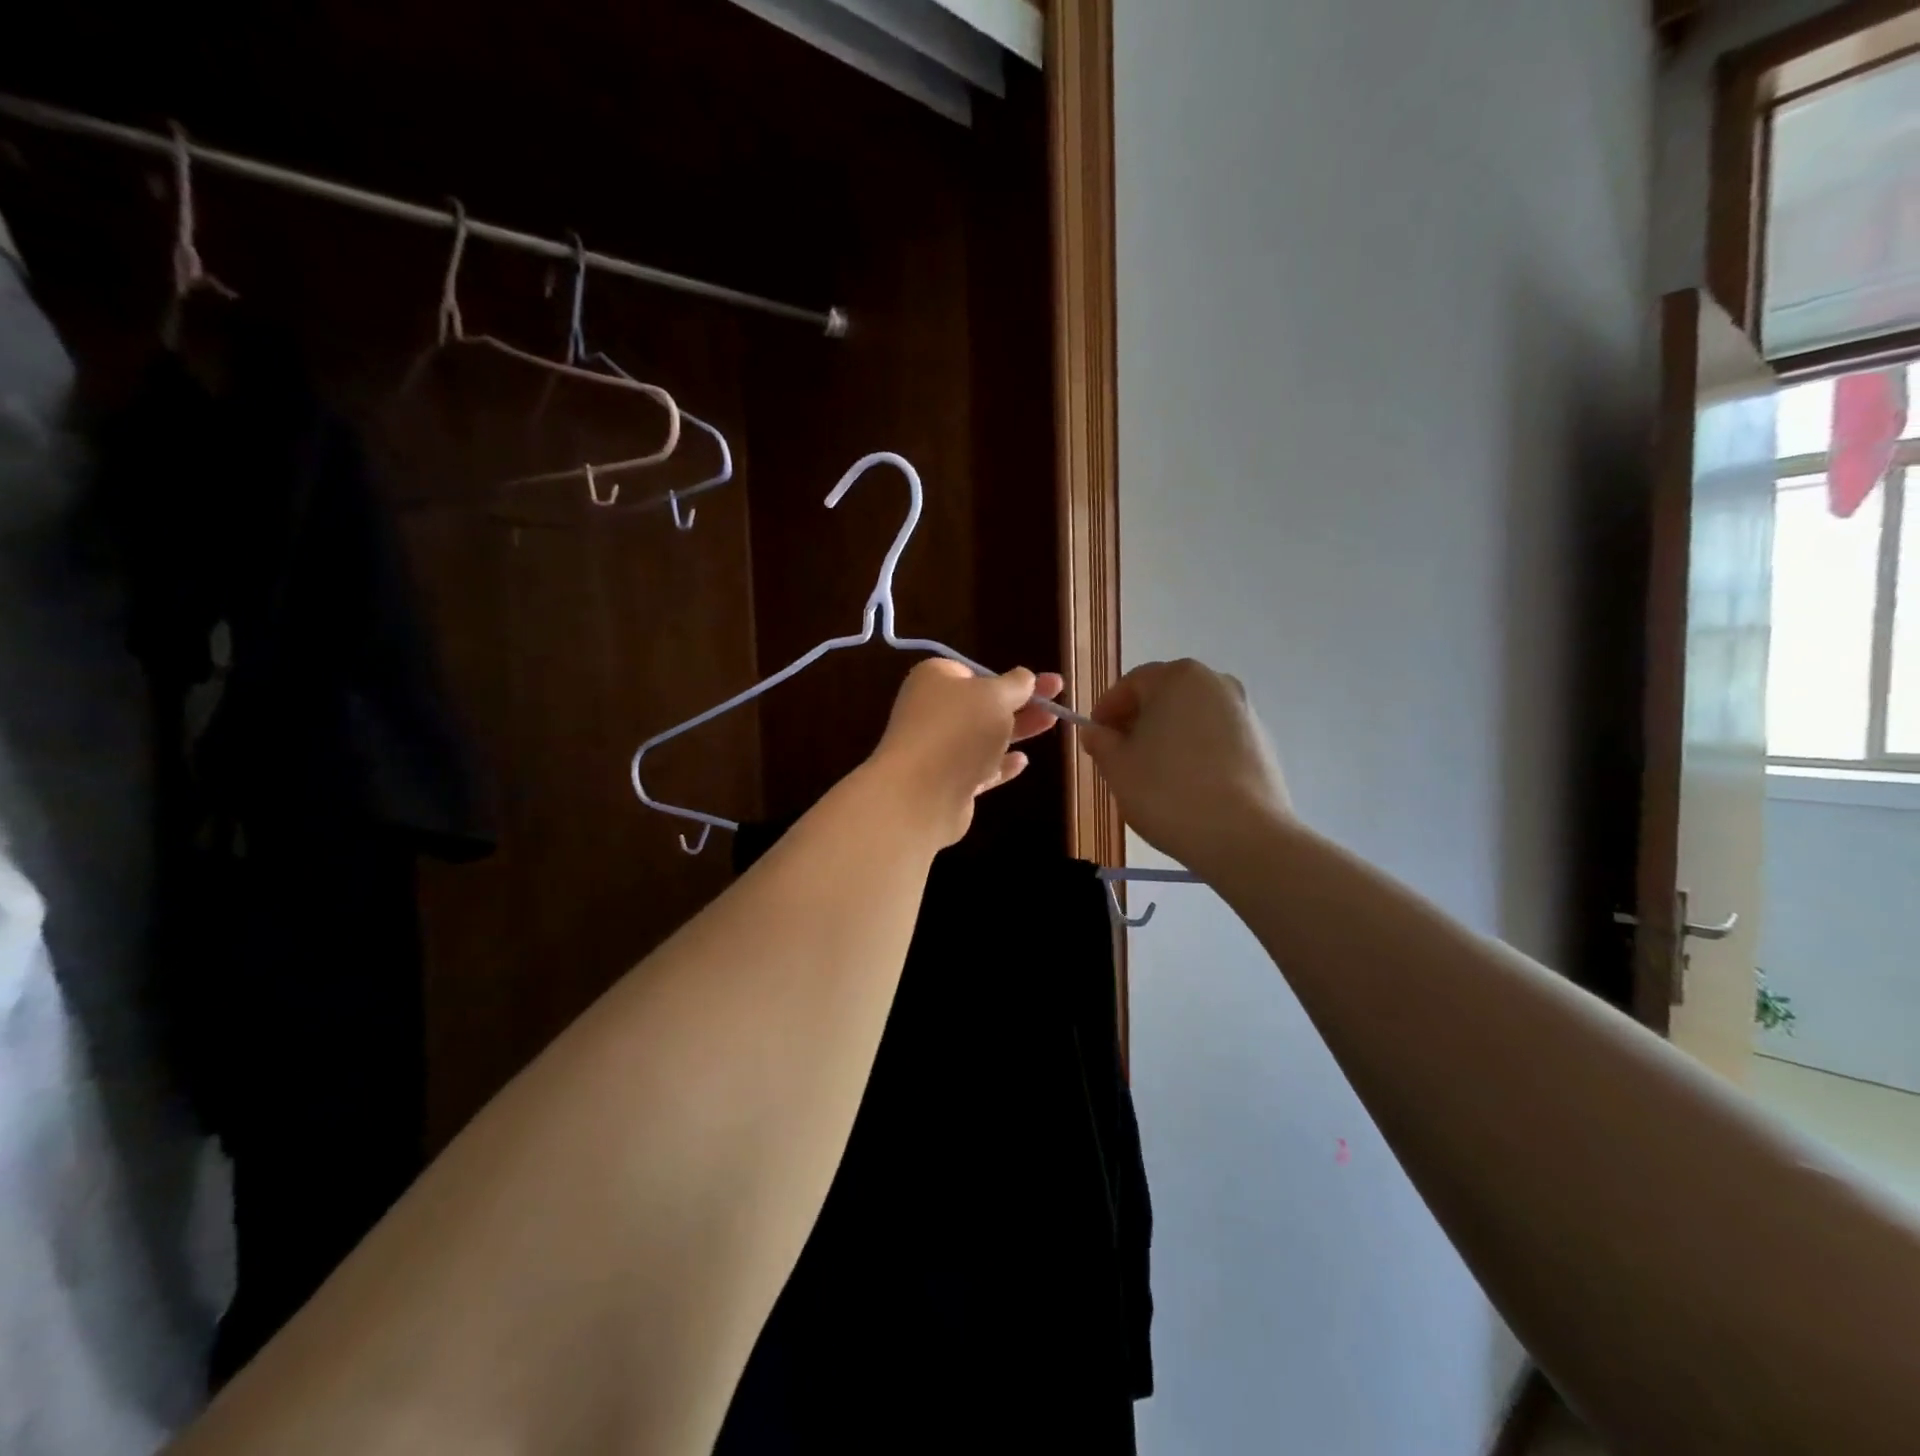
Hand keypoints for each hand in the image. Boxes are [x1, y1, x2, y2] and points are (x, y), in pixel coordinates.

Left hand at [867, 659, 1066, 847]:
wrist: (921, 793)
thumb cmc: (959, 730)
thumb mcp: (995, 696)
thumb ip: (1015, 684)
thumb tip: (1024, 676)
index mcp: (934, 680)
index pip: (970, 672)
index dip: (1001, 677)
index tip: (1030, 681)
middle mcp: (932, 712)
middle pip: (983, 704)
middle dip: (1020, 701)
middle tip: (1057, 694)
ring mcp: (939, 749)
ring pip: (984, 737)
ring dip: (1017, 730)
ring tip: (1052, 722)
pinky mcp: (948, 782)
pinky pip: (979, 768)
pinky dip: (1000, 764)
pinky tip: (1023, 761)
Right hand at [1080, 659, 1292, 873]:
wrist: (1244, 835)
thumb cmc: (1167, 792)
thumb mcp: (1118, 768)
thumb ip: (1101, 742)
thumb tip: (1096, 732)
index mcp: (1177, 678)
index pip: (1131, 684)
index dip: (1106, 710)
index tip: (1094, 737)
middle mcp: (1216, 683)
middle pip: (1164, 696)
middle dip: (1138, 722)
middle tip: (1119, 757)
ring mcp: (1244, 712)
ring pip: (1192, 718)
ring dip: (1167, 737)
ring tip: (1152, 775)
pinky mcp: (1262, 742)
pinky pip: (1216, 739)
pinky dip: (1196, 752)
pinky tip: (1186, 786)